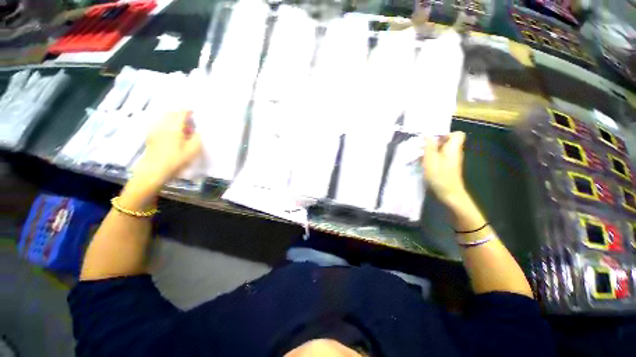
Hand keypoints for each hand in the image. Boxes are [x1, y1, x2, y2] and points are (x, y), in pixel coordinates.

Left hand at [133, 111, 201, 187]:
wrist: (154, 170)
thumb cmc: (175, 160)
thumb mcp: (192, 151)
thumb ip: (197, 138)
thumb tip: (196, 132)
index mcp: (174, 128)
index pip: (180, 114)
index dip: (188, 111)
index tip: (194, 112)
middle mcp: (163, 126)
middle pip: (171, 114)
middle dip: (180, 114)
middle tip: (189, 120)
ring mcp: (154, 130)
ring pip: (164, 118)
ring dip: (173, 119)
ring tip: (181, 127)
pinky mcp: (151, 136)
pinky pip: (160, 124)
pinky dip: (167, 124)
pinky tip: (171, 132)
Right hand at [422, 131, 468, 208]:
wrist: (449, 194)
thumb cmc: (440, 177)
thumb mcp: (431, 161)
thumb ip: (429, 147)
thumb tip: (428, 135)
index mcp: (453, 148)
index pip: (457, 134)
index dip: (445, 133)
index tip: (432, 138)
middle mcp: (454, 152)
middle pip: (447, 141)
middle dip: (434, 142)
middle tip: (421, 147)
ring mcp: (451, 160)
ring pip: (442, 149)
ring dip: (430, 150)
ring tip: (419, 155)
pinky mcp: (447, 167)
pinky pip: (440, 157)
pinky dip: (431, 158)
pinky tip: (423, 163)